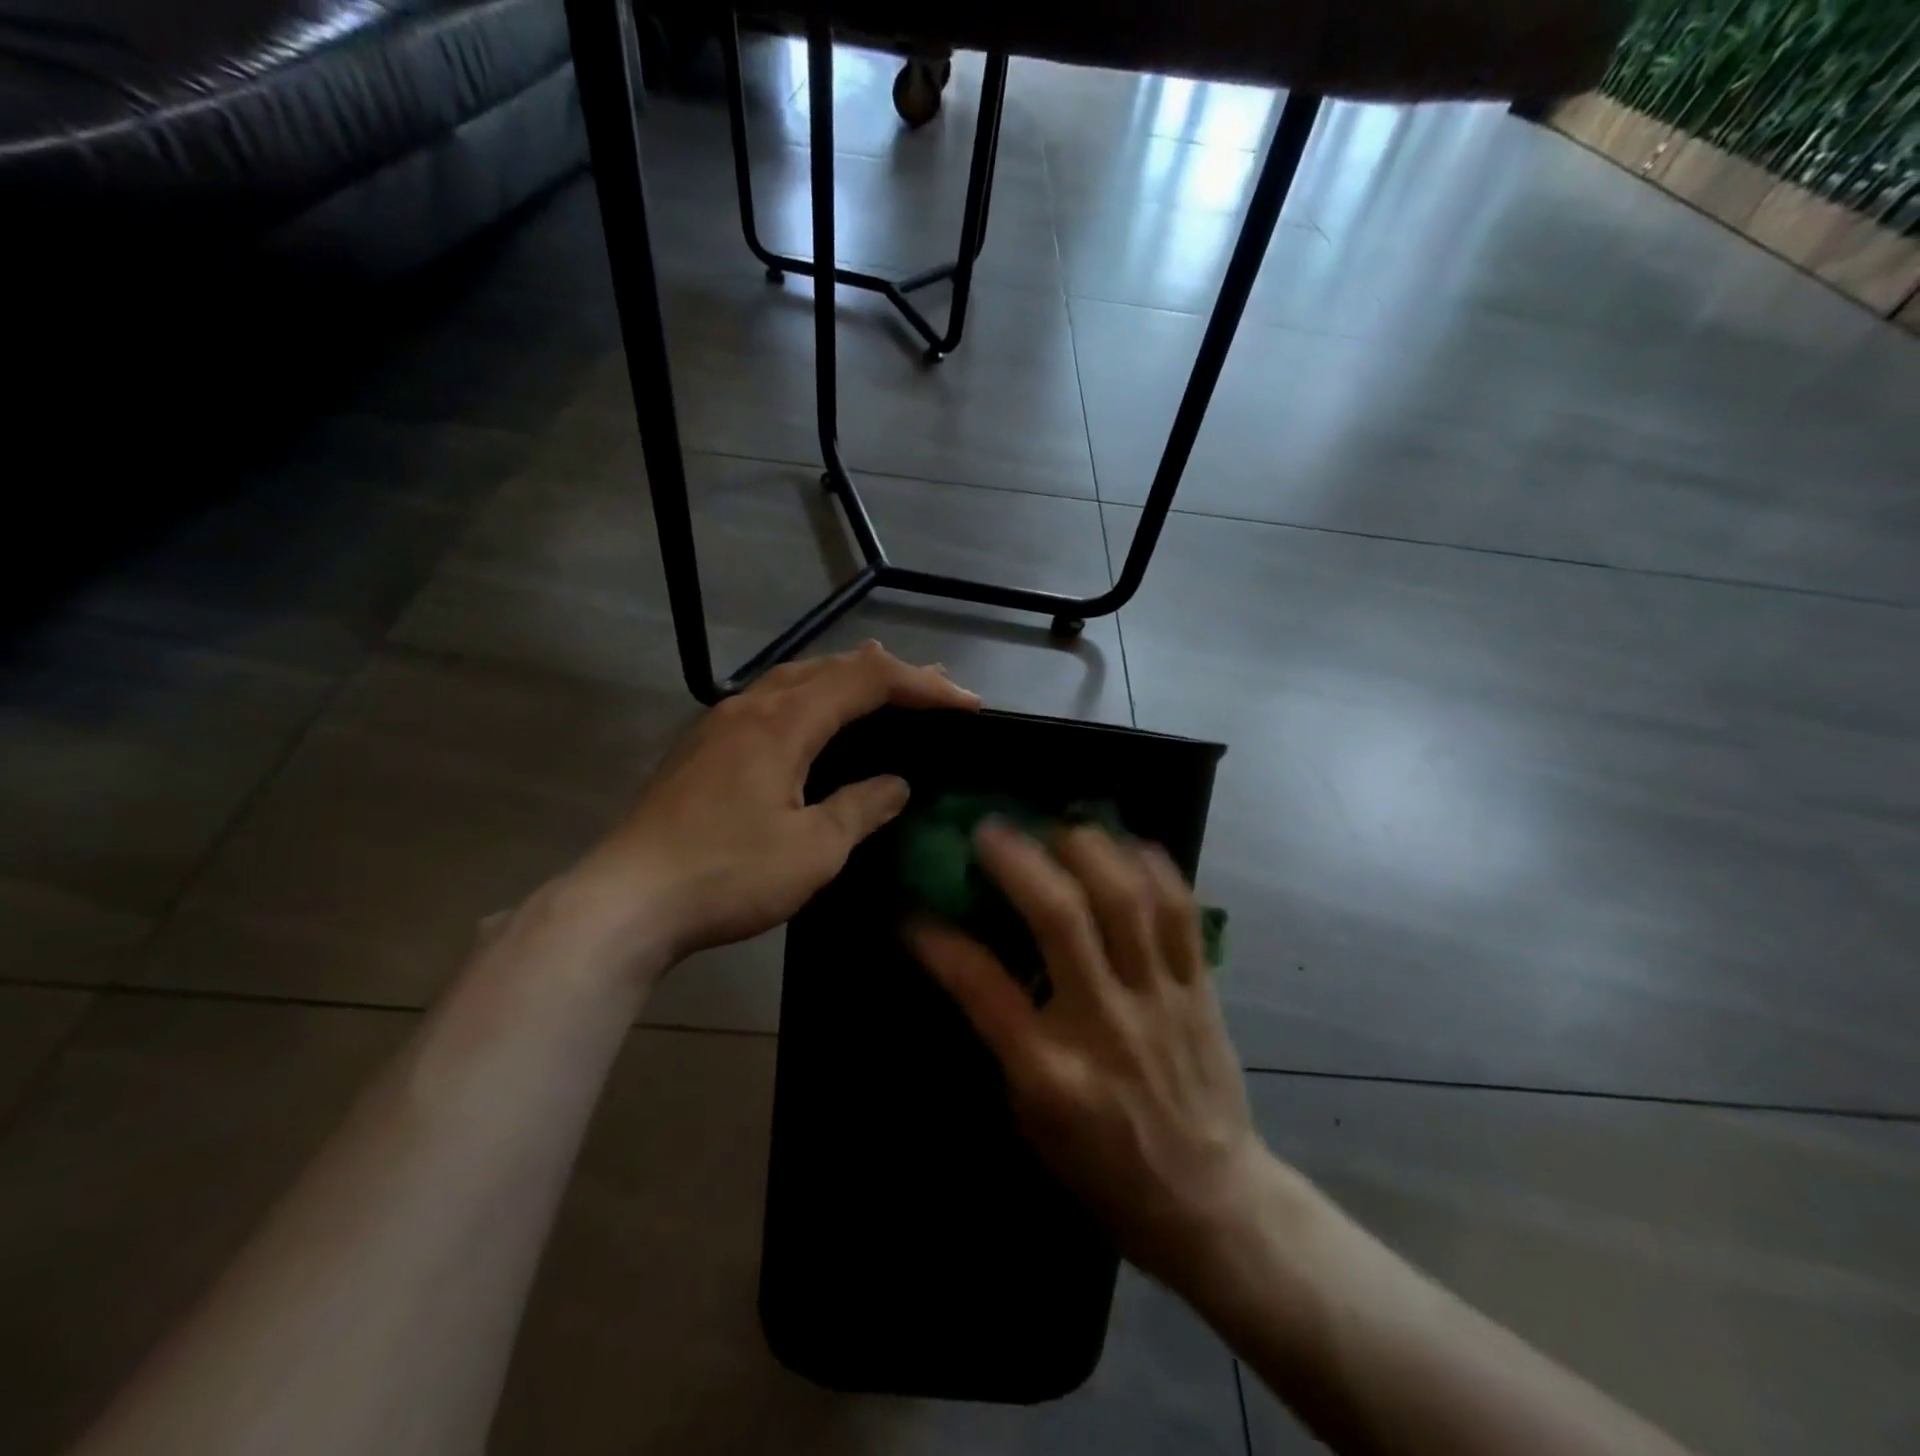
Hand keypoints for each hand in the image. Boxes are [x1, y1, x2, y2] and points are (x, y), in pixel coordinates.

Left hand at [573, 642, 978, 968]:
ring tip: (888, 694)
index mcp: (785, 721)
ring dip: (849, 682)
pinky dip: (814, 701)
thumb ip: (861, 808)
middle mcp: (752, 705)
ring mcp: (721, 722)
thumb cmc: (727, 874)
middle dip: (892, 676)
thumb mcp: (812, 850)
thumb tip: (896, 784)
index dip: (922, 686)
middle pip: (833, 667)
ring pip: (798, 679)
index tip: (966, 705)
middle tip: (938, 692)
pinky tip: (818, 723)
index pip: (868, 680)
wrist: (626, 901)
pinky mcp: (703, 746)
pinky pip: (773, 702)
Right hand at [908, 822, 1271, 1289]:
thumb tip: (968, 964)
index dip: (939, 942)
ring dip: (1088, 849)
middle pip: (1062, 920)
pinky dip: (1154, 868)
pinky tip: (1129, 844)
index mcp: (1050, 1071)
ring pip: (1127, 900)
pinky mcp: (1200, 989)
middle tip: (990, 829)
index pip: (981, 986)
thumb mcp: (1030, 1122)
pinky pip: (1181, 912)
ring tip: (1060, 826)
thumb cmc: (1102, 1168)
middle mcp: (1104, 1023)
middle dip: (1020, 861)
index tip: (912, 911)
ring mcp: (1158, 999)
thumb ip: (1001, 1040)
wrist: (1209, 1203)